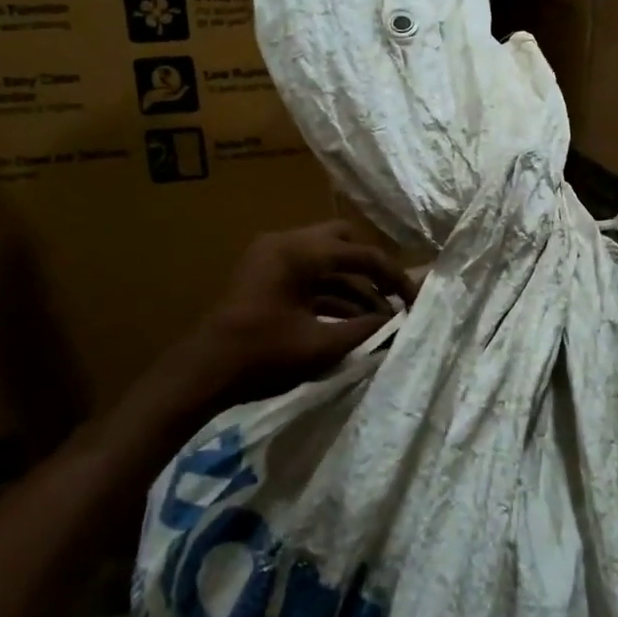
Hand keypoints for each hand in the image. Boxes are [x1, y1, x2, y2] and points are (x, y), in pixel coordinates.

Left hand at [175, 221, 417, 405]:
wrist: (202, 373)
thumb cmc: (261, 356)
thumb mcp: (321, 346)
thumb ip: (366, 330)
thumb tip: (398, 324)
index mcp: (300, 252)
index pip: (361, 254)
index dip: (394, 277)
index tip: (415, 299)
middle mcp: (286, 243)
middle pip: (343, 243)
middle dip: (372, 269)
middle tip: (393, 296)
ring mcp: (272, 257)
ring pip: (326, 261)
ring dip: (353, 285)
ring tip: (378, 318)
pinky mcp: (266, 276)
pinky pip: (308, 276)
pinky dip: (331, 293)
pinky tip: (352, 321)